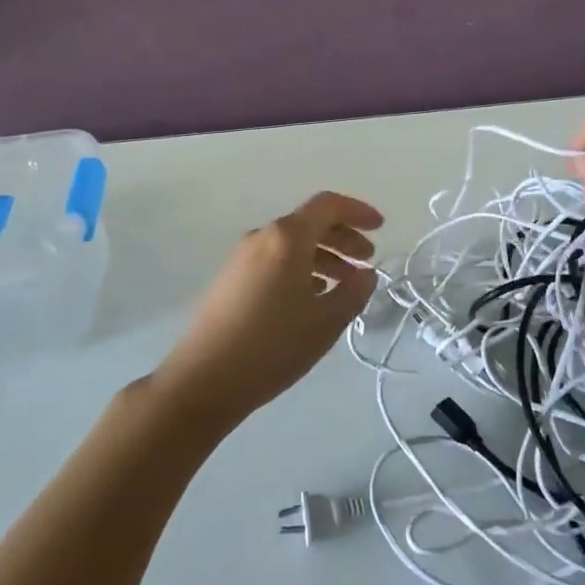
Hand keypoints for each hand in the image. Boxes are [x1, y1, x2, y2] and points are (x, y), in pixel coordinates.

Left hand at [152, 192, 384, 433]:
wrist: (204, 379)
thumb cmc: (273, 346)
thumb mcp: (326, 322)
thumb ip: (354, 292)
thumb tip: (365, 274)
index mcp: (287, 237)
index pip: (328, 205)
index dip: (358, 211)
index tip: (380, 227)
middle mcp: (263, 236)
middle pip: (310, 223)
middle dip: (343, 237)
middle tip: (367, 260)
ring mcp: (242, 257)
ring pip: (292, 244)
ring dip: (323, 256)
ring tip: (344, 285)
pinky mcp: (231, 279)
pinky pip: (275, 260)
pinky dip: (301, 268)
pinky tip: (311, 297)